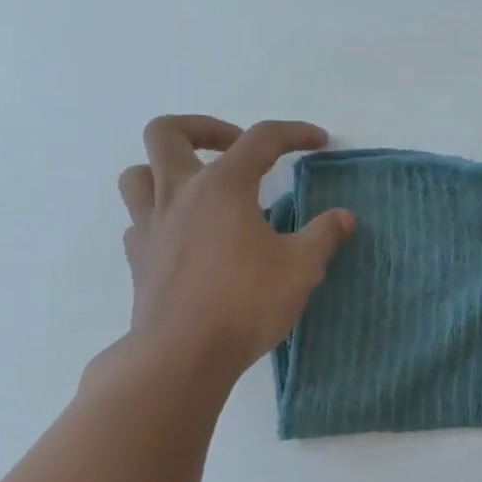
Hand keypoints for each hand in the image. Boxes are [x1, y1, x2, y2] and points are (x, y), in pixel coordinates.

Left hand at [118, 116, 353, 379]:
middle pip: (168, 132)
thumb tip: (343, 217)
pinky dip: (159, 218)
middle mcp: (178, 194)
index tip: (318, 141)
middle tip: (233, 149)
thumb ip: (323, 236)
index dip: (294, 134)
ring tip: (197, 189)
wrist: (183, 353)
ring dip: (165, 170)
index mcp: (222, 186)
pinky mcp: (138, 259)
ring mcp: (150, 226)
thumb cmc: (246, 302)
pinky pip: (138, 222)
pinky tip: (183, 238)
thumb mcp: (301, 268)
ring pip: (138, 174)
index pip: (261, 139)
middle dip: (203, 129)